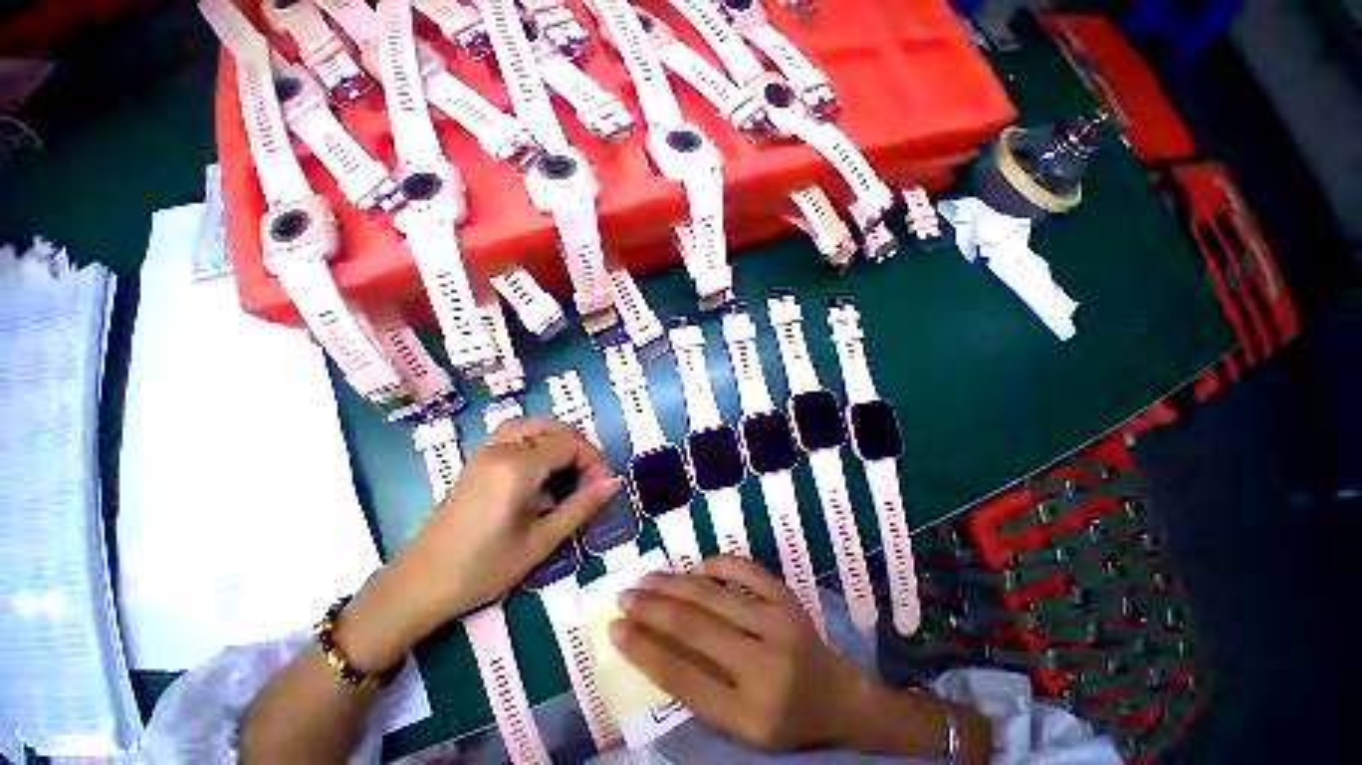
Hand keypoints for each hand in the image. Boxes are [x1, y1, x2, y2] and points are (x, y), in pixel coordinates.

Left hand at [399, 417, 619, 622]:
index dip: (594, 462)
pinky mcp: (477, 458)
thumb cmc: (482, 569)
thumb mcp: (540, 542)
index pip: (571, 444)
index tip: (602, 488)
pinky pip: (516, 431)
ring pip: (536, 424)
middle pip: (556, 428)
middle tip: (590, 481)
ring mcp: (486, 450)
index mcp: (517, 466)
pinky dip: (538, 438)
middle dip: (581, 450)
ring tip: (570, 471)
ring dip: (560, 440)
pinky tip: (542, 465)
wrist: (418, 585)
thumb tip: (614, 482)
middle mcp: (502, 447)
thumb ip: (580, 507)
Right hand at [609, 555, 871, 749]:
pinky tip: (698, 567)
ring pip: (712, 595)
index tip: (613, 628)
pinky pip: (745, 570)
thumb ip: (697, 686)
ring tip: (646, 578)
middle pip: (693, 628)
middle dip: (650, 608)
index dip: (642, 649)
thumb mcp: (738, 724)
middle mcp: (764, 667)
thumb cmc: (782, 717)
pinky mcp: (788, 598)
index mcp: (748, 715)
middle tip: (623, 595)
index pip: (681, 676)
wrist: (838, 696)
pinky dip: (717, 564)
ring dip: (673, 583)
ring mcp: (779, 624)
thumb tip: (650, 640)